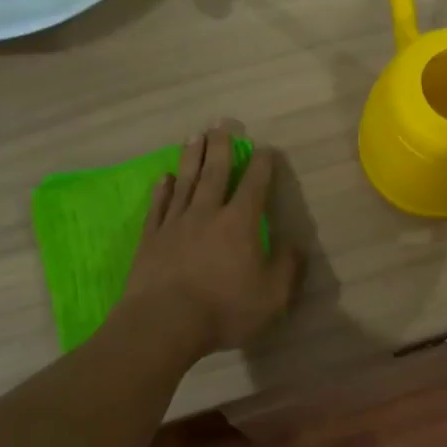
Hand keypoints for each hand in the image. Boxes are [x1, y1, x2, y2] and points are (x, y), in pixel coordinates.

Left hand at [120, 126, 299, 356]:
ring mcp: (175, 224)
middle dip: (220, 146)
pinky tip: (164, 178)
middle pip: (215, 172)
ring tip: (194, 136)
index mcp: (240, 223)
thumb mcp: (272, 296)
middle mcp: (207, 213)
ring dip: (191, 157)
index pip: (254, 184)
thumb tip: (295, 244)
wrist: (163, 323)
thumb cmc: (224, 309)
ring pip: (185, 182)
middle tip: (221, 123)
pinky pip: (158, 207)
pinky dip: (162, 190)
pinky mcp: (151, 239)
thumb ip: (287, 267)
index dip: (262, 165)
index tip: (265, 148)